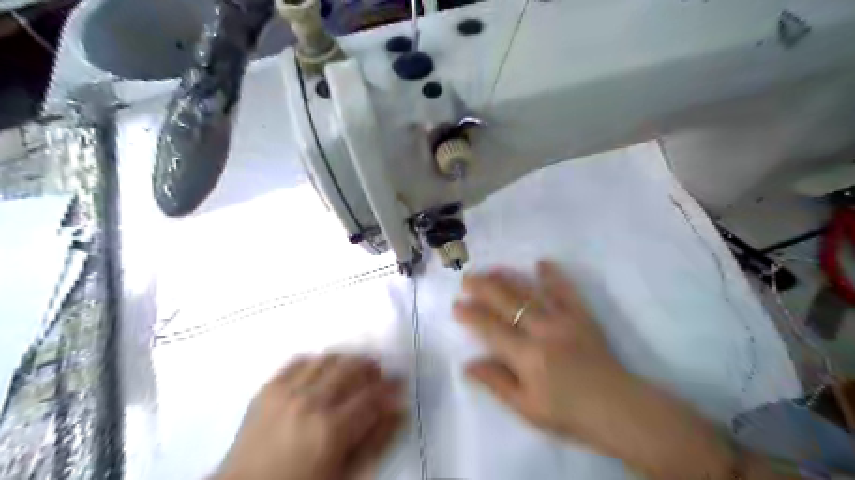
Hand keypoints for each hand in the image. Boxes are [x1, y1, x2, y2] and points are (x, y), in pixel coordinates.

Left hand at [212, 352, 402, 479]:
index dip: (391, 386)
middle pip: (352, 367)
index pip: (373, 394)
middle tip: (378, 375)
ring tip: (353, 371)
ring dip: (347, 361)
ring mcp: (286, 391)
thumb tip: (399, 409)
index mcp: (331, 429)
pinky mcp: (268, 387)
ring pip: (329, 358)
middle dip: (372, 367)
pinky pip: (300, 360)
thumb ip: (377, 441)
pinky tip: (323, 372)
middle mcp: (310, 402)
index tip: (400, 383)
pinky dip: (318, 361)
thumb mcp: (347, 474)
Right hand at [454, 263, 734, 479]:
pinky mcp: (583, 316)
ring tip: (492, 269)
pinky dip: (553, 275)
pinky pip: (566, 290)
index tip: (456, 305)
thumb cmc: (568, 413)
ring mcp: (564, 320)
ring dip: (509, 278)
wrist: (618, 409)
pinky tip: (540, 262)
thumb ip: (496, 383)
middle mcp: (543, 331)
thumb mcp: (526, 408)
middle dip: (483, 287)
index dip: (471, 315)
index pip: (490, 328)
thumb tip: (467, 364)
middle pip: (507, 302)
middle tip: (467, 279)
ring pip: (531, 291)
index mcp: (527, 356)